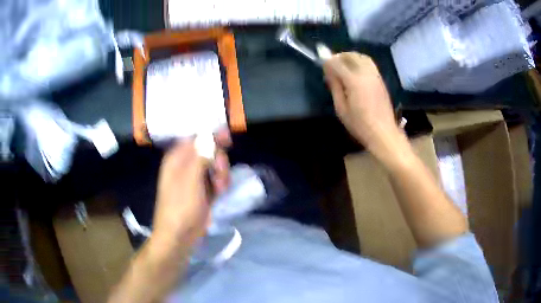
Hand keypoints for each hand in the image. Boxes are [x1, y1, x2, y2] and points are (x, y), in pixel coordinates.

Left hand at [152, 131, 230, 249]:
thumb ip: (200, 156)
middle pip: (208, 151)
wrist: (179, 236)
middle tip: (220, 174)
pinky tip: (220, 193)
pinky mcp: (202, 191)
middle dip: (218, 160)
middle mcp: (184, 166)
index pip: (195, 138)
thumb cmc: (181, 207)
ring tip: (220, 189)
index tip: (227, 139)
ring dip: (221, 174)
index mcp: (177, 159)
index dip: (211, 136)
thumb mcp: (190, 179)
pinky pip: (215, 179)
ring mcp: (194, 179)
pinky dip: (220, 183)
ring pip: (214, 166)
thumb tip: (209, 136)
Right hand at [323, 53, 402, 157]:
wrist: (383, 132)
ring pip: (362, 57)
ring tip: (343, 65)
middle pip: (351, 55)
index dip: (328, 61)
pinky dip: (360, 61)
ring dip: (350, 57)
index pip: (337, 63)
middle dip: (339, 56)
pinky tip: (355, 70)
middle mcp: (366, 73)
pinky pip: (369, 63)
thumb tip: (329, 73)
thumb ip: (335, 87)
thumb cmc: (360, 124)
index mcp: (354, 81)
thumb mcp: (341, 108)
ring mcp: (375, 75)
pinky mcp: (380, 80)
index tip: (322, 66)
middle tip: (332, 64)